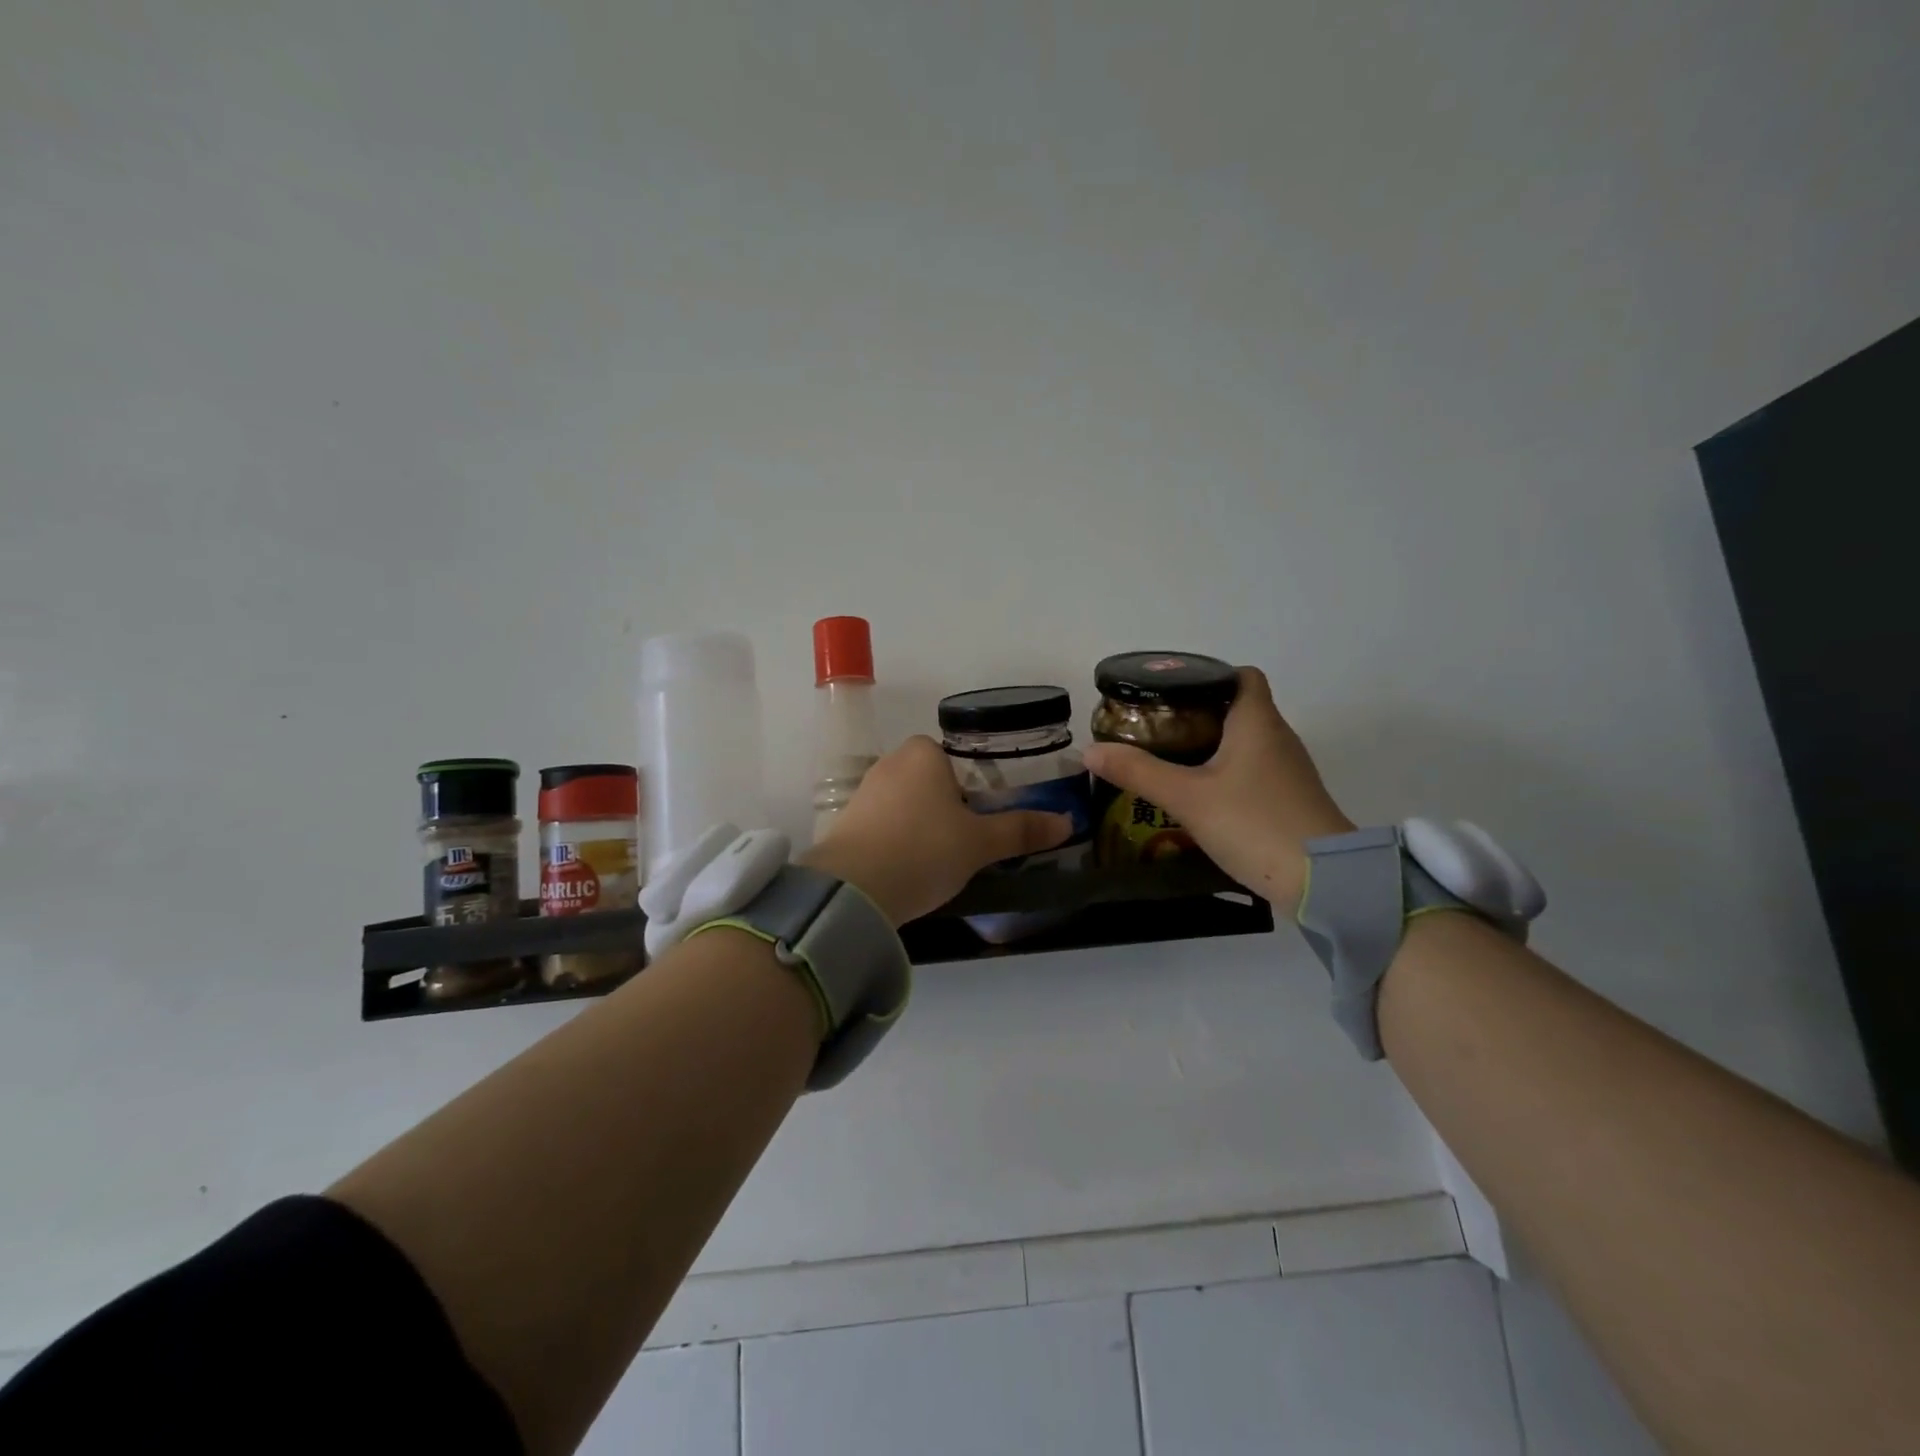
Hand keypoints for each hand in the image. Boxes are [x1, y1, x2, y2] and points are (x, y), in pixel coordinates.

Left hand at [801, 736, 1072, 925]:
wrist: (852, 890)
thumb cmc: (924, 850)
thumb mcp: (980, 843)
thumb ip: (1022, 830)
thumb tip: (1068, 822)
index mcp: (923, 752)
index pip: (959, 759)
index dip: (978, 787)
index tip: (988, 819)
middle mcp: (890, 762)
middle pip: (934, 781)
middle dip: (952, 808)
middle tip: (971, 842)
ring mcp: (864, 792)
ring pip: (909, 804)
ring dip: (926, 826)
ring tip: (942, 860)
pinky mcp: (846, 822)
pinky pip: (886, 824)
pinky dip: (900, 840)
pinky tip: (910, 868)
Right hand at [1081, 667, 1352, 915]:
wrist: (1323, 881)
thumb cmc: (1254, 823)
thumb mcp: (1187, 797)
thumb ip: (1138, 772)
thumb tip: (1090, 750)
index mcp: (1258, 722)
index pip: (1242, 675)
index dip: (1209, 675)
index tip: (1172, 691)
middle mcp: (1278, 738)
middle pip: (1239, 709)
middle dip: (1198, 714)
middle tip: (1156, 727)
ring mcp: (1288, 771)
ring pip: (1245, 743)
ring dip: (1211, 746)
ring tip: (1170, 759)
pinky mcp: (1290, 800)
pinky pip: (1253, 772)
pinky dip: (1227, 773)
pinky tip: (1200, 795)